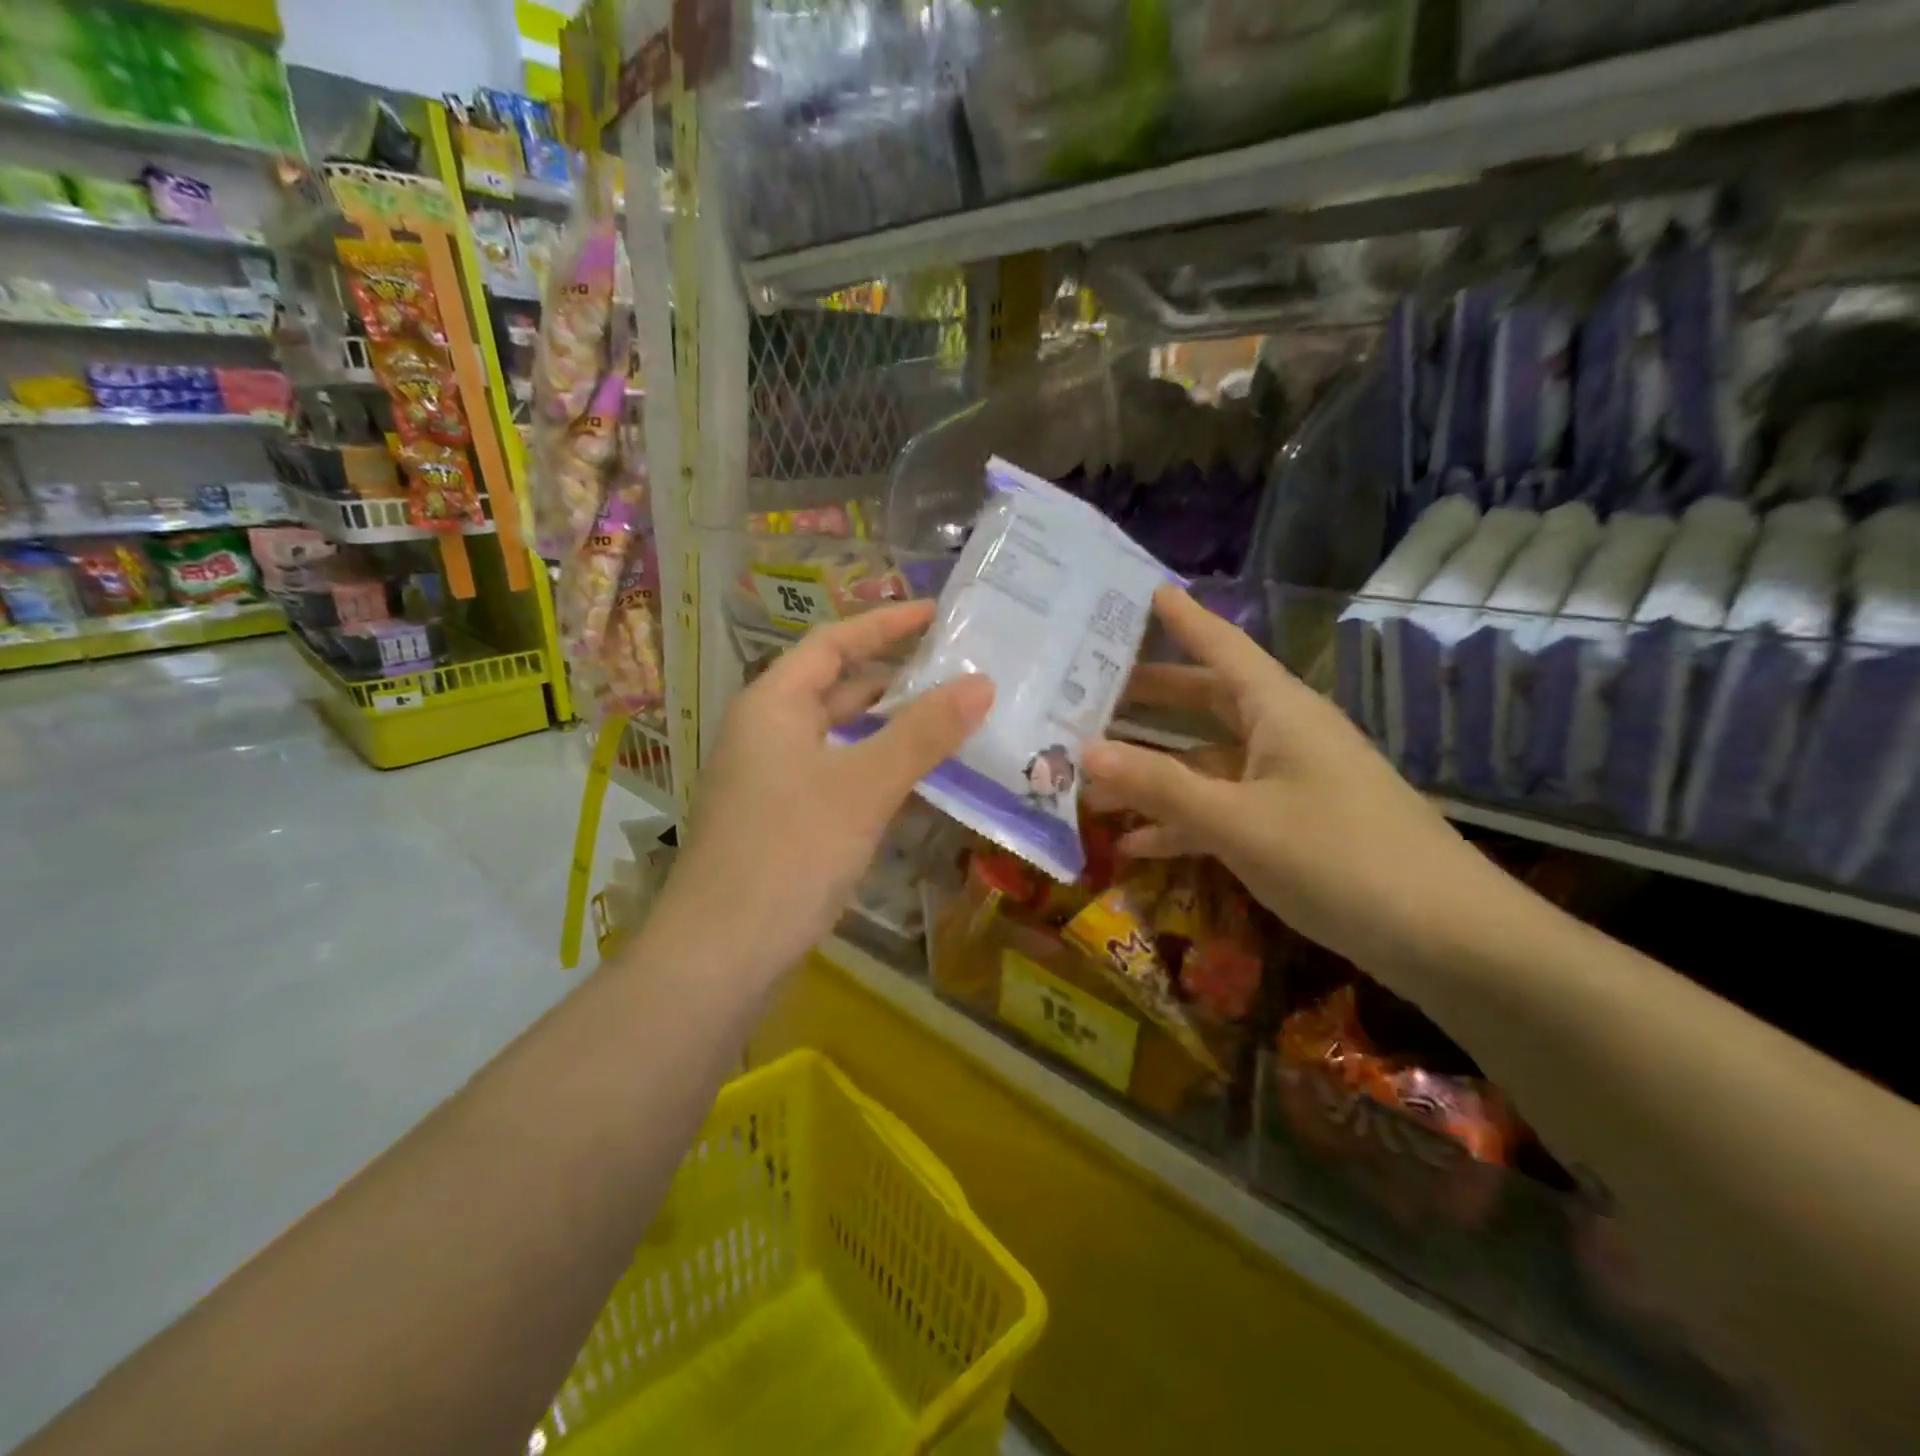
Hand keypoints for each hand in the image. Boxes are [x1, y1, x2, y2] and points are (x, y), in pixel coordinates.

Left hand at [654, 601, 992, 984]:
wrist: (722, 954)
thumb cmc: (790, 852)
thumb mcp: (864, 785)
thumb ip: (923, 732)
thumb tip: (981, 683)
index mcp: (773, 704)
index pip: (833, 643)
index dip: (885, 624)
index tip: (938, 615)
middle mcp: (766, 732)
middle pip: (836, 687)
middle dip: (895, 678)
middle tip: (958, 672)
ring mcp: (771, 779)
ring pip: (839, 736)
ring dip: (890, 727)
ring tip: (952, 720)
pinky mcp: (781, 820)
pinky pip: (837, 775)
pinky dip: (876, 768)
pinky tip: (917, 781)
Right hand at [1084, 588, 1514, 973]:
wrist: (1449, 940)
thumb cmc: (1341, 859)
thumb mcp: (1239, 822)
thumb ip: (1160, 786)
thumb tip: (1085, 752)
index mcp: (1279, 710)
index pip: (1223, 645)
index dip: (1185, 617)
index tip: (1146, 589)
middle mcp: (1283, 735)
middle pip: (1206, 701)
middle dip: (1150, 698)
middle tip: (1090, 689)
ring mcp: (1289, 783)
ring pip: (1208, 762)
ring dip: (1154, 772)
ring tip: (1091, 779)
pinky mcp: (1293, 827)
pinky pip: (1224, 809)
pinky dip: (1183, 821)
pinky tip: (1137, 844)